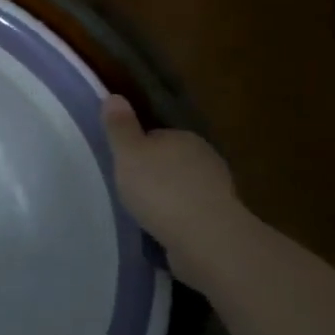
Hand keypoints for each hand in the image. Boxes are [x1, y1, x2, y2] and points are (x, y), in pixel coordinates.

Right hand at [100, 96, 243, 279]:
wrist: (206, 238)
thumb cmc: (161, 189)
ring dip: (167, 199)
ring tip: (143, 214)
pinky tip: (162, 231)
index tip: (123, 165)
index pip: (157, 136)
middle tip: (129, 190)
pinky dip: (178, 220)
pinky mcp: (220, 221)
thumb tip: (114, 96)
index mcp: (184, 137)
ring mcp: (217, 191)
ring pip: (183, 188)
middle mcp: (205, 159)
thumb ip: (120, 127)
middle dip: (154, 174)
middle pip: (171, 161)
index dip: (137, 148)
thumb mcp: (128, 153)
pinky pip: (192, 214)